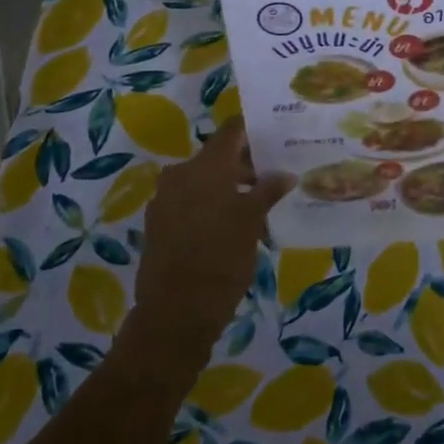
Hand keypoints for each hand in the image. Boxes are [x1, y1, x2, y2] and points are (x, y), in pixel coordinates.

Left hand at [131, 120, 293, 366]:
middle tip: (274, 182)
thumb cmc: (221, 258)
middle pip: (218, 157)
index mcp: (205, 166)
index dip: (254, 132)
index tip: (276, 140)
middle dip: (246, 168)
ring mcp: (165, 199)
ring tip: (258, 213)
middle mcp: (180, 174)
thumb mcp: (252, 221)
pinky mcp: (158, 224)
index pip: (232, 131)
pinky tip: (232, 230)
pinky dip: (211, 208)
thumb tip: (285, 174)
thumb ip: (268, 191)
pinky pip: (190, 203)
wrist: (175, 312)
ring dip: (230, 190)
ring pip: (204, 182)